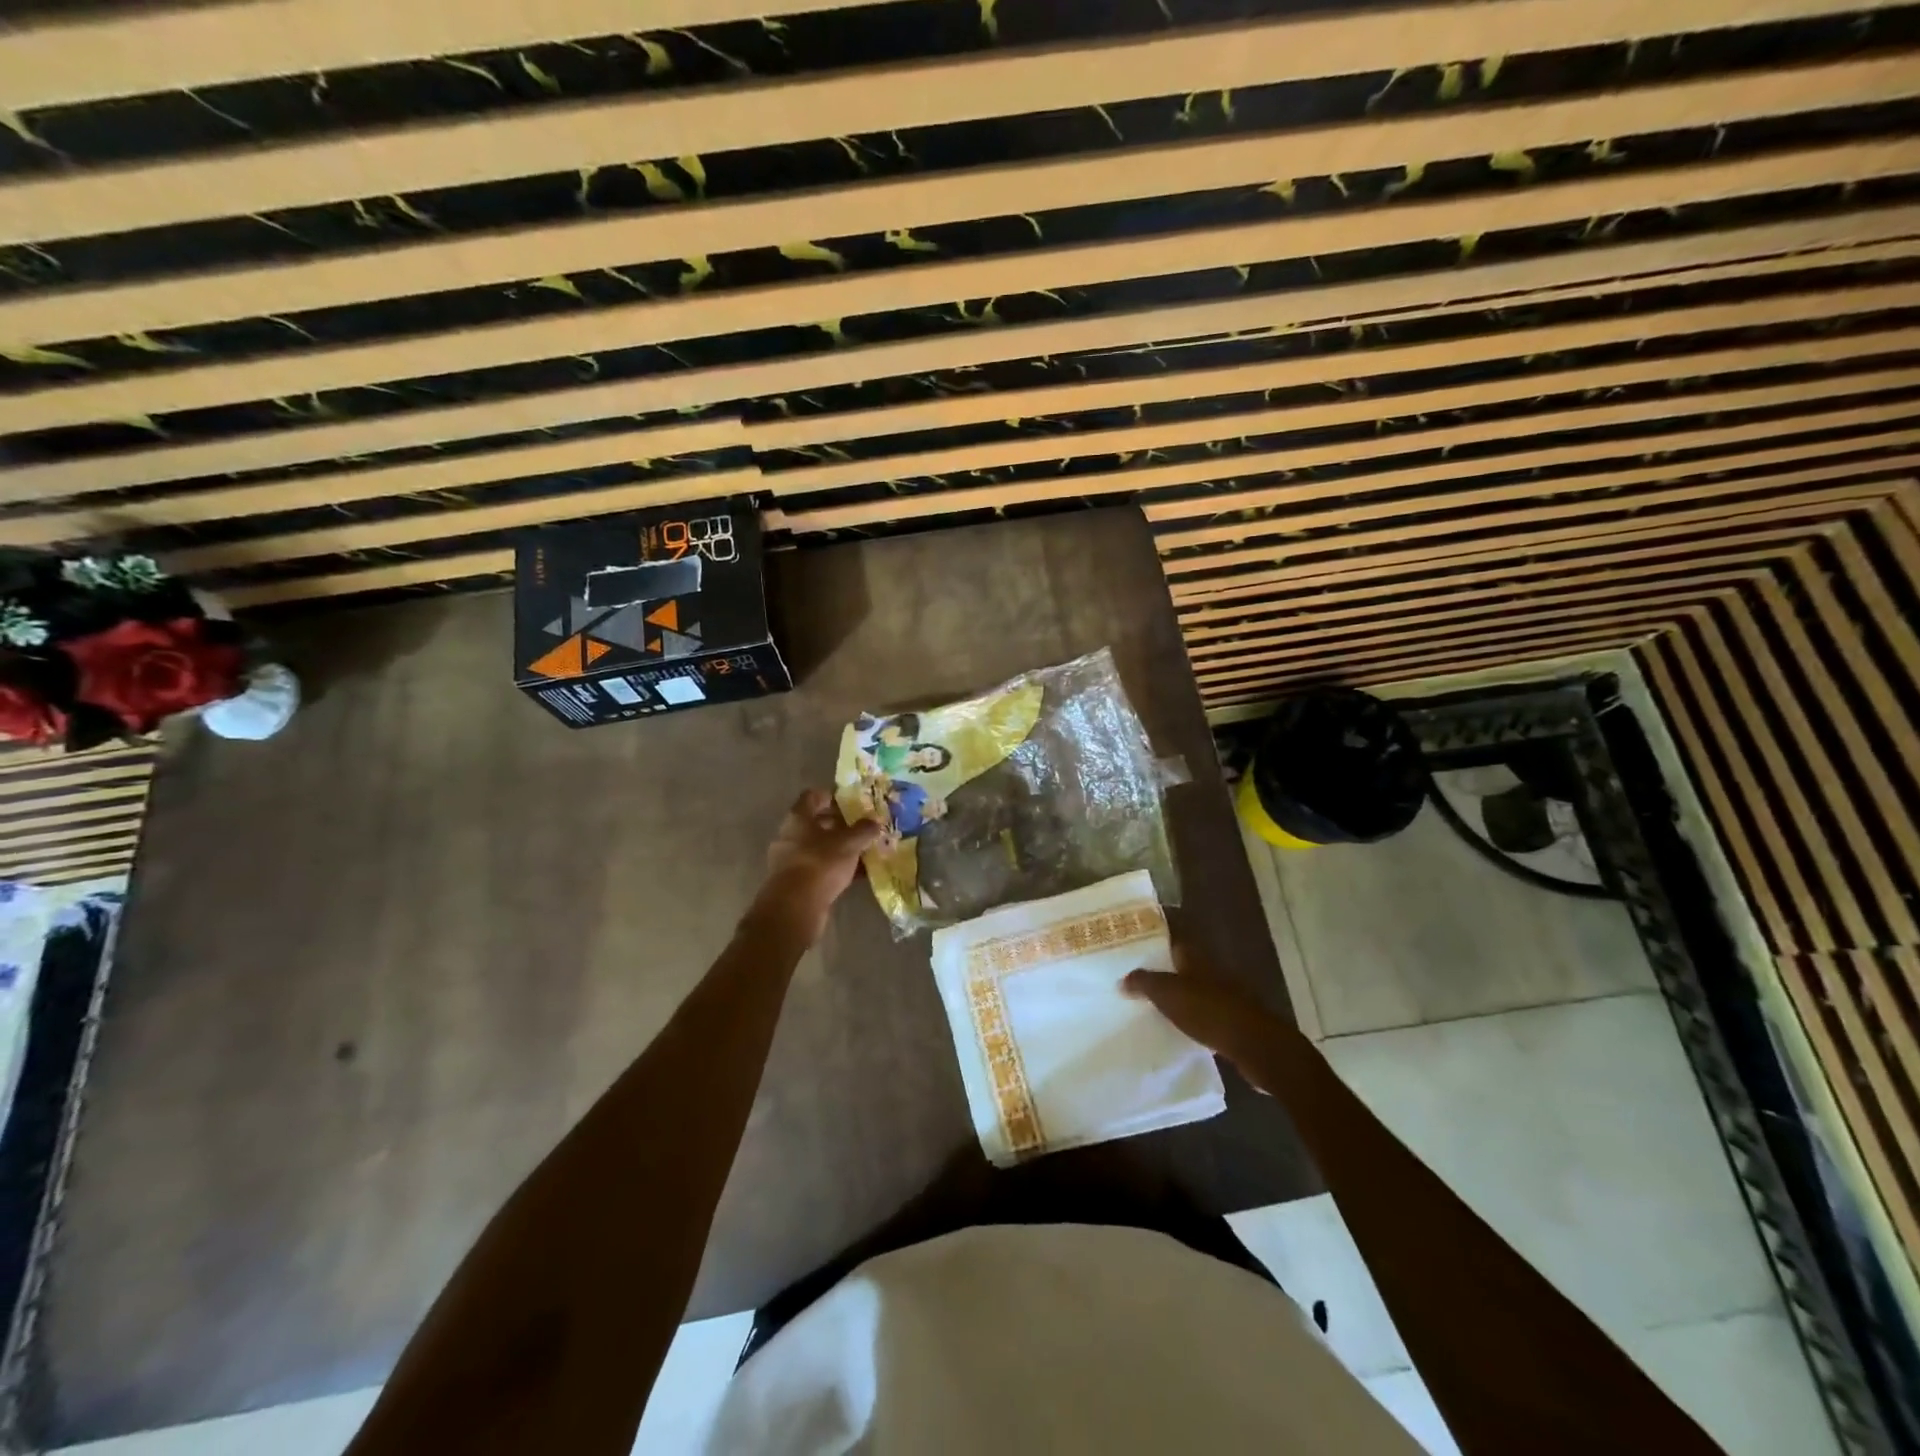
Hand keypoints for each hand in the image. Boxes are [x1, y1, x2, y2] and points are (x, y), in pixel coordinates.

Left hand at [751, 789, 881, 942]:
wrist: (795, 907)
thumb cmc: (820, 863)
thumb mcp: (848, 843)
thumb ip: (863, 830)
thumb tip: (875, 821)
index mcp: (798, 818)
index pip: (813, 796)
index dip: (832, 796)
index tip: (851, 802)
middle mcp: (790, 836)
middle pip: (816, 823)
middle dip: (839, 825)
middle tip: (862, 828)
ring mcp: (790, 860)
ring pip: (819, 848)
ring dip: (839, 849)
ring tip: (863, 851)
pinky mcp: (796, 883)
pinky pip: (819, 868)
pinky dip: (836, 869)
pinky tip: (856, 874)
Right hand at [1122, 947, 1299, 1078]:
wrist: (1255, 1045)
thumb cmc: (1208, 1011)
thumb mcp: (1168, 994)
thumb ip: (1144, 983)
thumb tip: (1123, 979)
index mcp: (1196, 959)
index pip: (1174, 940)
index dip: (1157, 939)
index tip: (1137, 943)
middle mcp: (1213, 971)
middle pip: (1185, 965)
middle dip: (1166, 969)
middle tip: (1140, 977)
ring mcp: (1227, 996)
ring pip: (1197, 989)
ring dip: (1180, 994)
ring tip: (1155, 1004)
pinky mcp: (1235, 1020)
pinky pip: (1207, 1013)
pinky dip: (1193, 1017)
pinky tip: (1181, 1028)